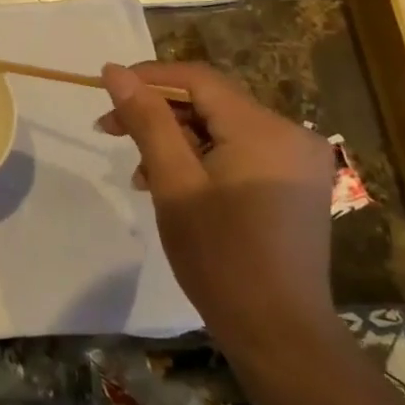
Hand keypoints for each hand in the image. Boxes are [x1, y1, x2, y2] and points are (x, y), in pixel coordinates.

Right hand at [99, 61, 336, 361]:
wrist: (280, 334)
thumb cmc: (220, 257)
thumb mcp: (173, 183)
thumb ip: (147, 120)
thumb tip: (113, 71)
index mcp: (264, 128)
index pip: (197, 79)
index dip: (148, 78)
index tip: (106, 93)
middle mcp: (290, 133)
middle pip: (211, 103)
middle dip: (159, 114)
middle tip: (112, 132)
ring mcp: (298, 160)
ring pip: (223, 128)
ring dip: (177, 140)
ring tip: (141, 173)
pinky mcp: (297, 184)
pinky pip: (241, 151)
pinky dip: (204, 159)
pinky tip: (176, 185)